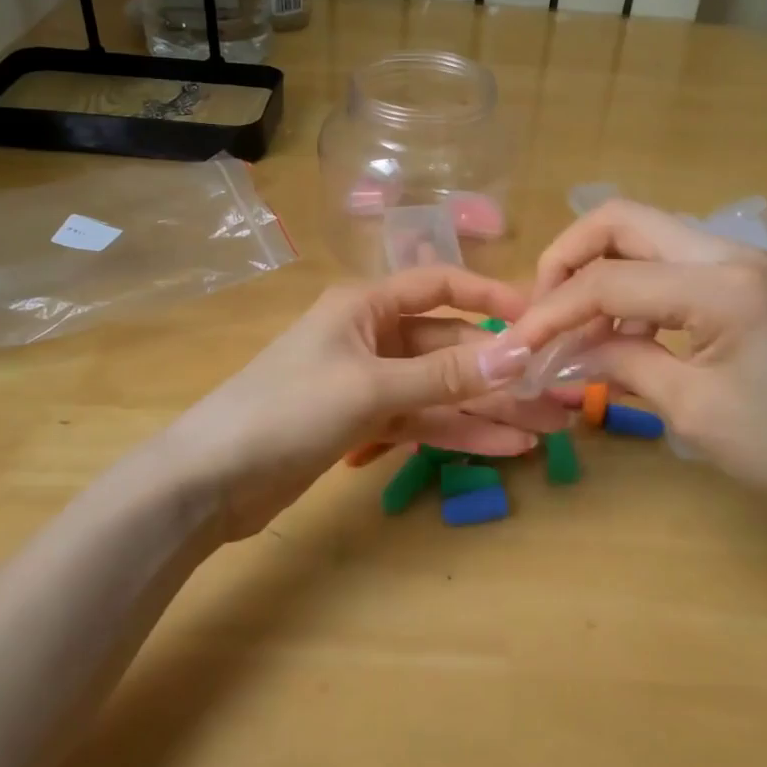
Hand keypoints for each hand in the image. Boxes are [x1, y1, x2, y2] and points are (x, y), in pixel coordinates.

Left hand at [169, 267, 564, 539]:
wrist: (209, 481)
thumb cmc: (286, 410)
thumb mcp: (371, 387)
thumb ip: (446, 375)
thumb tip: (519, 353)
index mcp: (366, 305)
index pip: (439, 286)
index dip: (489, 298)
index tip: (537, 319)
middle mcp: (371, 336)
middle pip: (448, 346)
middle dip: (500, 369)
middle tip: (556, 394)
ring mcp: (368, 382)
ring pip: (441, 389)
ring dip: (489, 407)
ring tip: (545, 428)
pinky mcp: (363, 424)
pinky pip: (422, 420)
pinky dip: (458, 432)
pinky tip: (503, 447)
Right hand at [511, 200, 766, 536]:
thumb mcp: (689, 408)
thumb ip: (615, 361)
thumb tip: (552, 351)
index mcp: (721, 283)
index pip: (609, 278)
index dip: (552, 310)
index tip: (516, 344)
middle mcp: (727, 252)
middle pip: (620, 220)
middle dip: (567, 259)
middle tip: (541, 310)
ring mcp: (736, 260)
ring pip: (640, 235)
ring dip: (596, 271)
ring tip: (574, 328)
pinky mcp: (738, 280)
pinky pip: (663, 263)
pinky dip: (626, 288)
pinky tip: (618, 332)